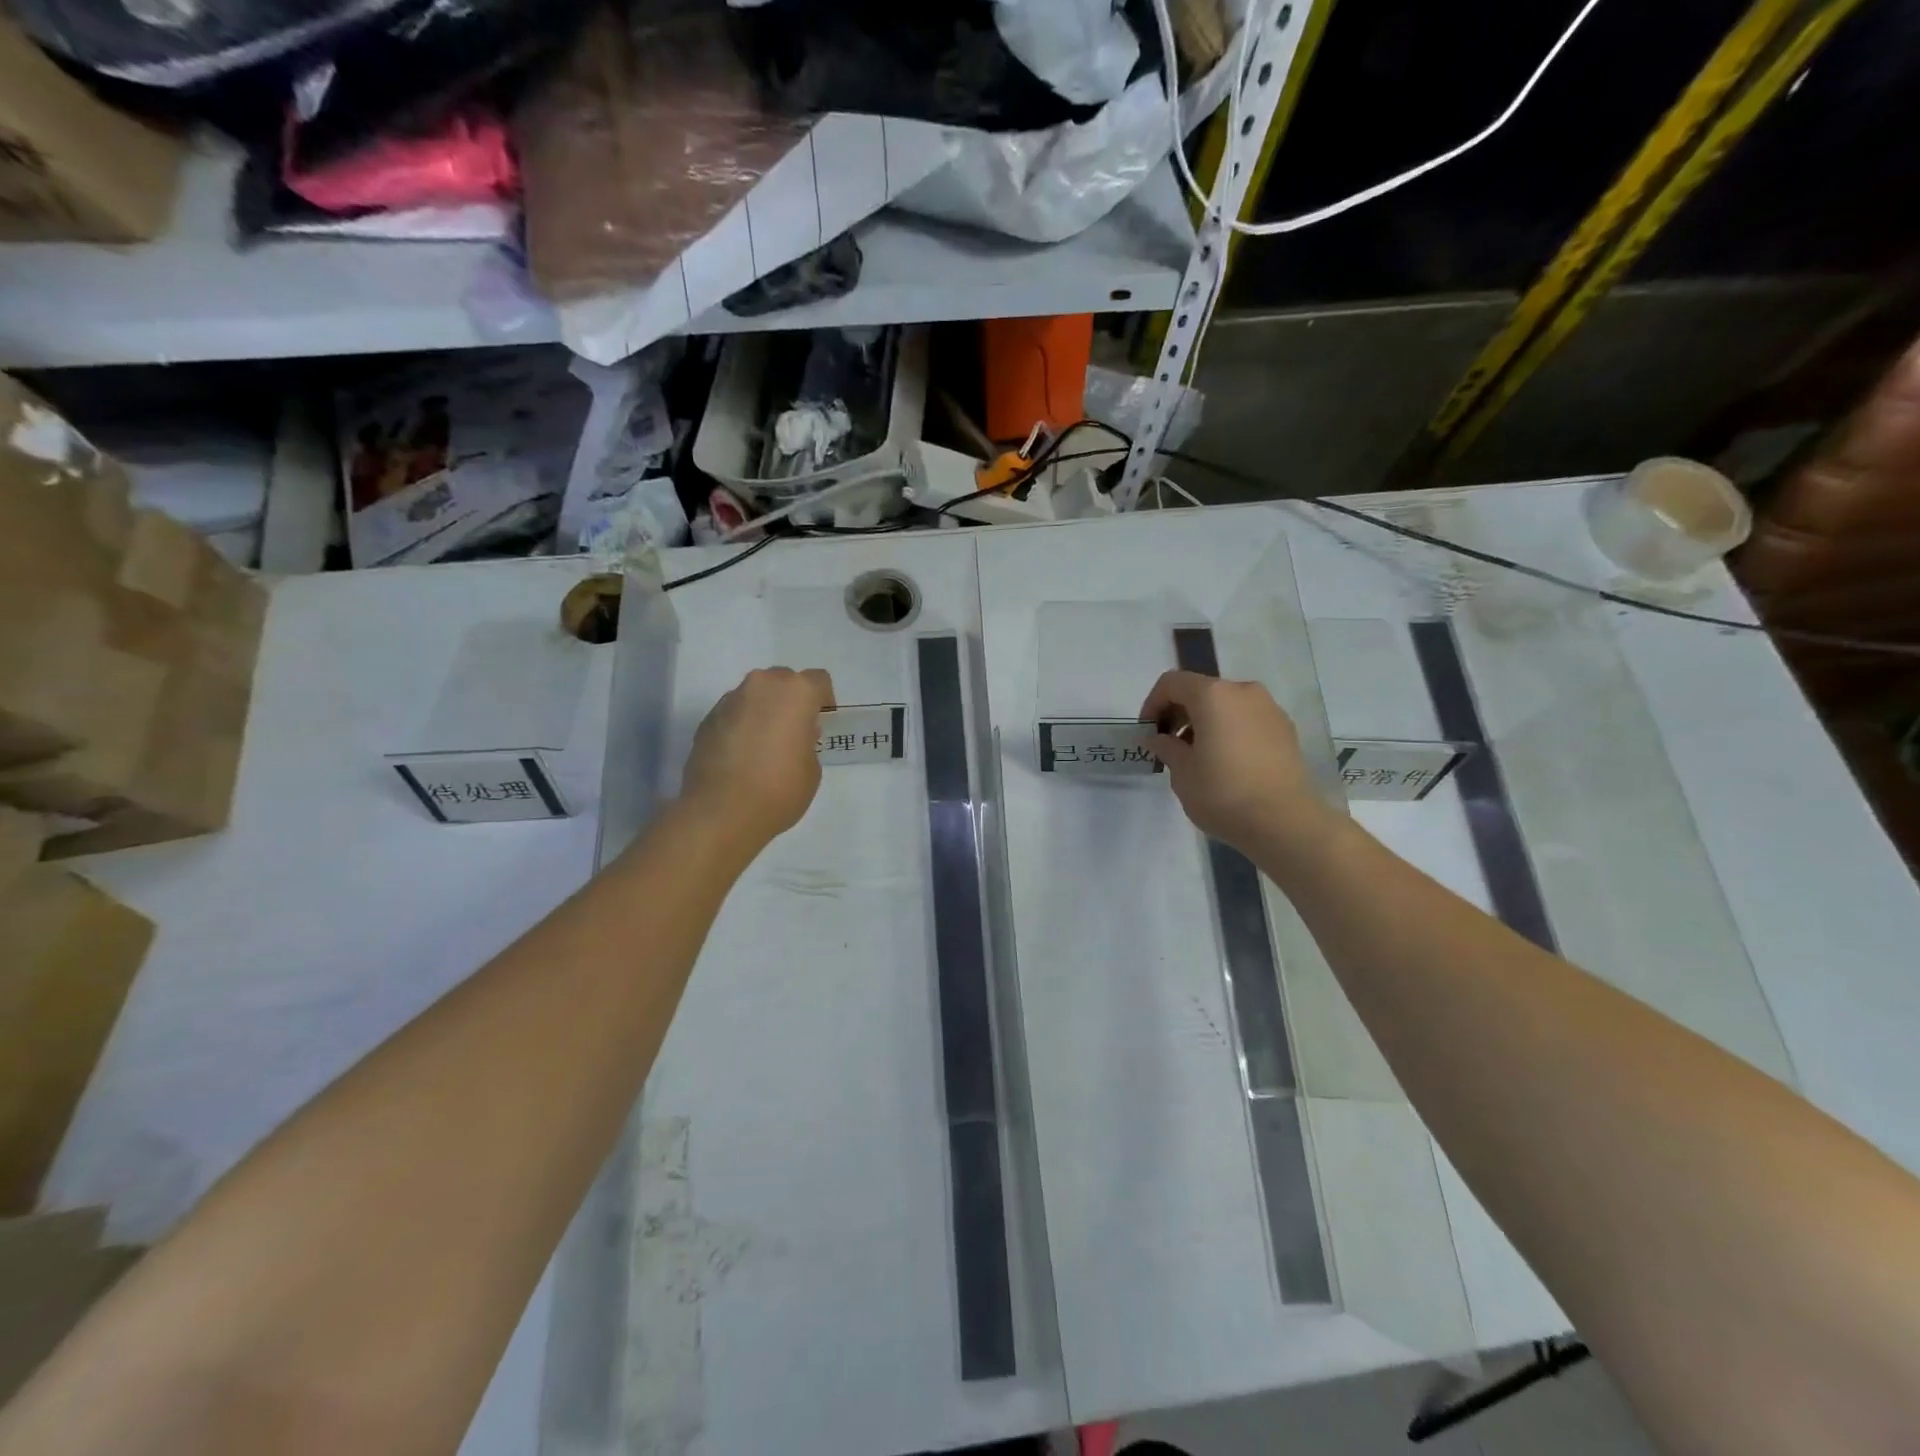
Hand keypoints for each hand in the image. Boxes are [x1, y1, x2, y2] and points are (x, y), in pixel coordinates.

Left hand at [680, 668, 835, 852]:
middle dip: (791, 701)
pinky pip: (733, 714)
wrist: (720, 812)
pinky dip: (741, 726)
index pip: (818, 681)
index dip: (824, 700)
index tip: (822, 722)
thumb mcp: (812, 769)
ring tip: (764, 746)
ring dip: (763, 712)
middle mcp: (761, 686)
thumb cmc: (779, 789)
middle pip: (783, 681)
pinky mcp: (707, 719)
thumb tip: (792, 736)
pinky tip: (741, 756)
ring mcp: (729, 701)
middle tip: (794, 731)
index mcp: (795, 693)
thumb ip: (806, 742)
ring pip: (755, 696)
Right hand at [1142, 670, 1336, 857]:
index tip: (1148, 733)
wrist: (1285, 822)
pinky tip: (1226, 763)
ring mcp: (1270, 709)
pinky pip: (1247, 720)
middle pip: (1201, 691)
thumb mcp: (1182, 773)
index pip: (1172, 683)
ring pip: (1227, 705)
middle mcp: (1243, 692)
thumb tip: (1158, 738)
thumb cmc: (1223, 793)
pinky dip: (1230, 731)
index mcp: (1213, 695)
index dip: (1152, 704)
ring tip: (1198, 757)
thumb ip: (1166, 747)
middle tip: (1169, 746)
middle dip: (1180, 713)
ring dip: (1206, 723)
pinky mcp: (1286, 730)